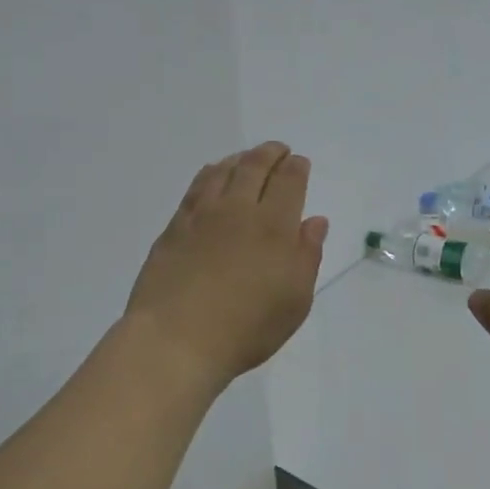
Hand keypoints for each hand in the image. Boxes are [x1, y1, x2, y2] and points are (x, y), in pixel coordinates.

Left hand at [124, 142, 330, 393]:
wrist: (176, 338)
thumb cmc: (246, 327)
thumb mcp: (294, 301)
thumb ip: (307, 255)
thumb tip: (314, 221)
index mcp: (273, 226)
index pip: (288, 182)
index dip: (296, 168)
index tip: (299, 162)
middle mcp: (238, 210)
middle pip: (255, 167)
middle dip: (270, 153)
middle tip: (278, 150)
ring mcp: (202, 215)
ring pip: (223, 171)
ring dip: (240, 159)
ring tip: (247, 158)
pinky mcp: (175, 226)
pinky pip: (196, 187)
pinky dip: (210, 173)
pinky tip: (212, 175)